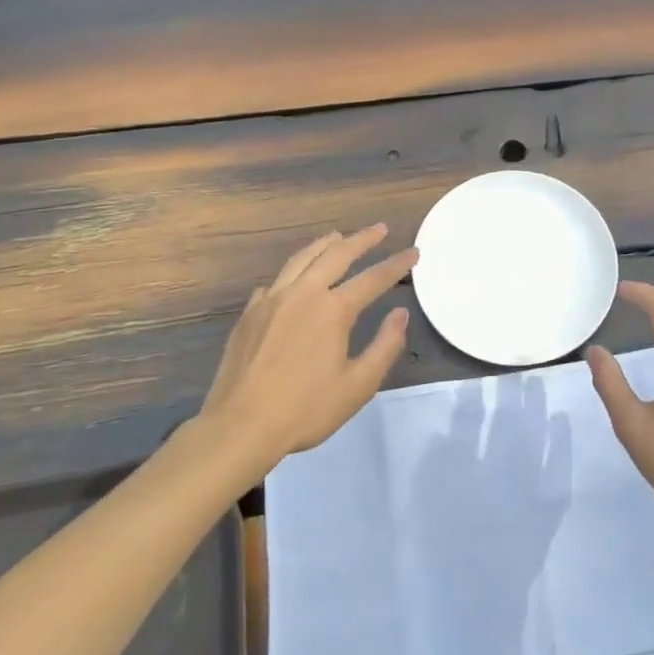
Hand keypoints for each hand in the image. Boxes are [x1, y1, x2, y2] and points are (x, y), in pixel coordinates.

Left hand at [196, 224, 417, 471]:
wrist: (240, 426)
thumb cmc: (305, 409)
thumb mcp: (358, 385)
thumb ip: (385, 346)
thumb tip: (400, 314)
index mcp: (333, 310)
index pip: (373, 278)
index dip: (396, 264)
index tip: (414, 251)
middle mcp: (303, 294)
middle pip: (336, 255)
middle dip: (362, 239)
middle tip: (380, 229)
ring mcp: (271, 300)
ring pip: (301, 259)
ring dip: (325, 244)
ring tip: (338, 236)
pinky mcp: (249, 314)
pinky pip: (276, 281)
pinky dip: (293, 271)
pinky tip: (294, 277)